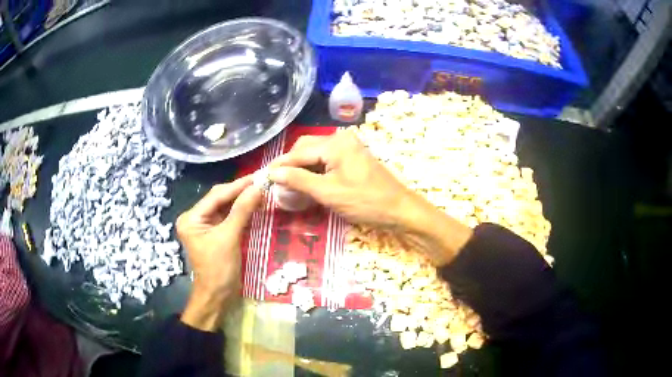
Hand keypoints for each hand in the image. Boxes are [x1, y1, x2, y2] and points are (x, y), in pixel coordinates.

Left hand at [176, 176, 261, 330]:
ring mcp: (204, 226)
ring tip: (261, 190)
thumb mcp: (229, 238)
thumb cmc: (219, 270)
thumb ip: (242, 211)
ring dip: (242, 200)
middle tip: (262, 182)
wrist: (217, 297)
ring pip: (225, 207)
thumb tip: (258, 187)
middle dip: (240, 191)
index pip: (216, 196)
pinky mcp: (214, 233)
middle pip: (219, 199)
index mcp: (191, 218)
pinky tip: (254, 205)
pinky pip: (228, 217)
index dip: (238, 186)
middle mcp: (195, 218)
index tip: (258, 176)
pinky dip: (241, 212)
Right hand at [269, 129, 417, 227]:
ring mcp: (348, 148)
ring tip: (288, 185)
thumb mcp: (328, 192)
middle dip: (290, 165)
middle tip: (276, 183)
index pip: (299, 152)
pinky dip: (314, 171)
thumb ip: (298, 180)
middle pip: (306, 149)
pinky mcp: (352, 158)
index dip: (280, 166)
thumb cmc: (365, 201)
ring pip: (315, 155)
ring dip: (301, 169)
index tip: (263, 177)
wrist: (399, 210)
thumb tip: (272, 173)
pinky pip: (326, 160)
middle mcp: (341, 139)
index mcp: (335, 143)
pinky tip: (306, 184)